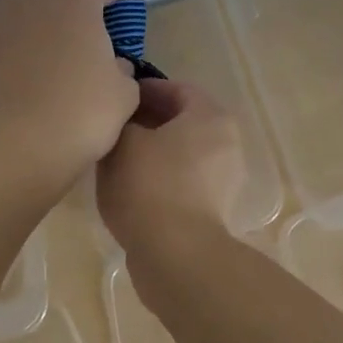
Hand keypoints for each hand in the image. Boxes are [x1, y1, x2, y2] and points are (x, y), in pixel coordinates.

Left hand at [0, 0, 138, 191]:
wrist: (3, 144)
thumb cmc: (77, 111)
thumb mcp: (124, 95)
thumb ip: (123, 71)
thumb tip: (112, 66)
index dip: (114, 14)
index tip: (119, 41)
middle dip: (77, 19)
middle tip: (90, 56)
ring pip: (32, 18)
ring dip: (46, 36)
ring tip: (58, 73)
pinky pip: (9, 43)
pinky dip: (21, 56)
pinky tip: (31, 86)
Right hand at [97, 79, 245, 255]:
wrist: (175, 253)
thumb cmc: (149, 185)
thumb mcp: (122, 142)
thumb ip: (122, 121)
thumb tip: (124, 121)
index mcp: (210, 116)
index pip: (176, 89)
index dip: (143, 90)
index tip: (116, 98)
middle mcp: (227, 141)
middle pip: (183, 121)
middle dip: (149, 121)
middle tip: (115, 127)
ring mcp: (225, 178)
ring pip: (184, 152)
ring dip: (155, 150)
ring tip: (119, 157)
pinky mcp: (216, 207)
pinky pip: (185, 179)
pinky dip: (163, 176)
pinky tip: (134, 186)